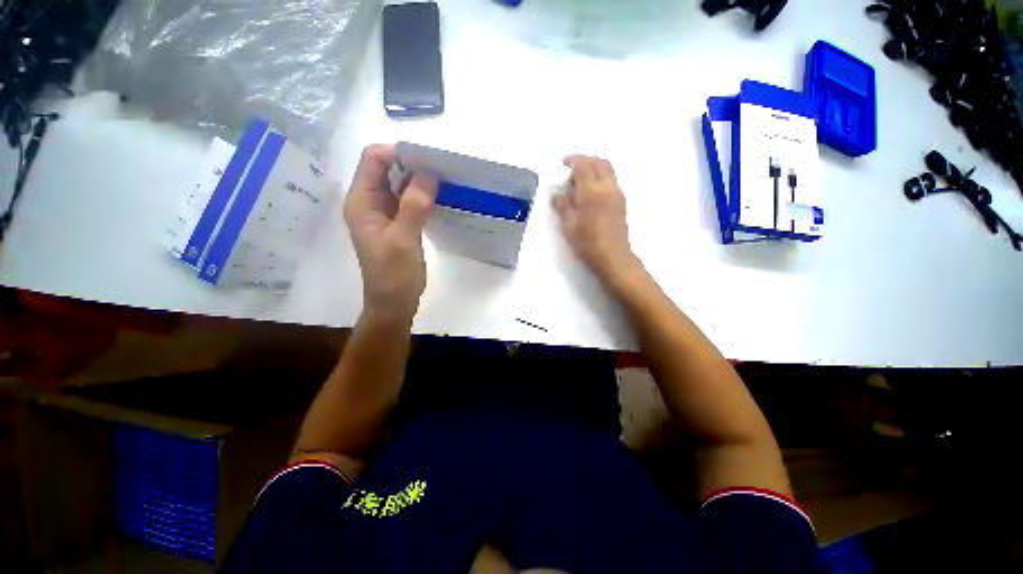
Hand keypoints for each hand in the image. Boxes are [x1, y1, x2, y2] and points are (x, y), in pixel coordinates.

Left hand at [344, 144, 435, 320]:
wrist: (394, 303)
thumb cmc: (394, 275)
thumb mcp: (403, 240)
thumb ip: (413, 206)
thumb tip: (429, 173)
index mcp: (362, 201)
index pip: (373, 160)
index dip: (398, 152)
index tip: (428, 158)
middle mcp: (370, 202)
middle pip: (387, 168)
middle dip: (412, 163)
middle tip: (441, 166)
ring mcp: (384, 212)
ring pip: (399, 183)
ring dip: (419, 179)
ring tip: (444, 178)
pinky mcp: (398, 222)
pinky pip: (408, 199)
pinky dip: (422, 194)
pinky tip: (439, 196)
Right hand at [553, 155, 637, 280]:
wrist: (613, 257)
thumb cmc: (588, 242)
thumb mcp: (569, 225)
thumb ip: (562, 205)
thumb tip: (557, 194)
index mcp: (592, 191)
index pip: (583, 165)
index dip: (572, 160)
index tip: (563, 163)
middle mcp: (607, 187)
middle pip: (599, 162)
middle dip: (585, 161)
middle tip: (572, 171)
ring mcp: (617, 193)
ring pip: (608, 170)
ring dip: (594, 168)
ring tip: (580, 182)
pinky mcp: (622, 202)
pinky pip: (611, 180)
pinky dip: (601, 178)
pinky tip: (591, 193)